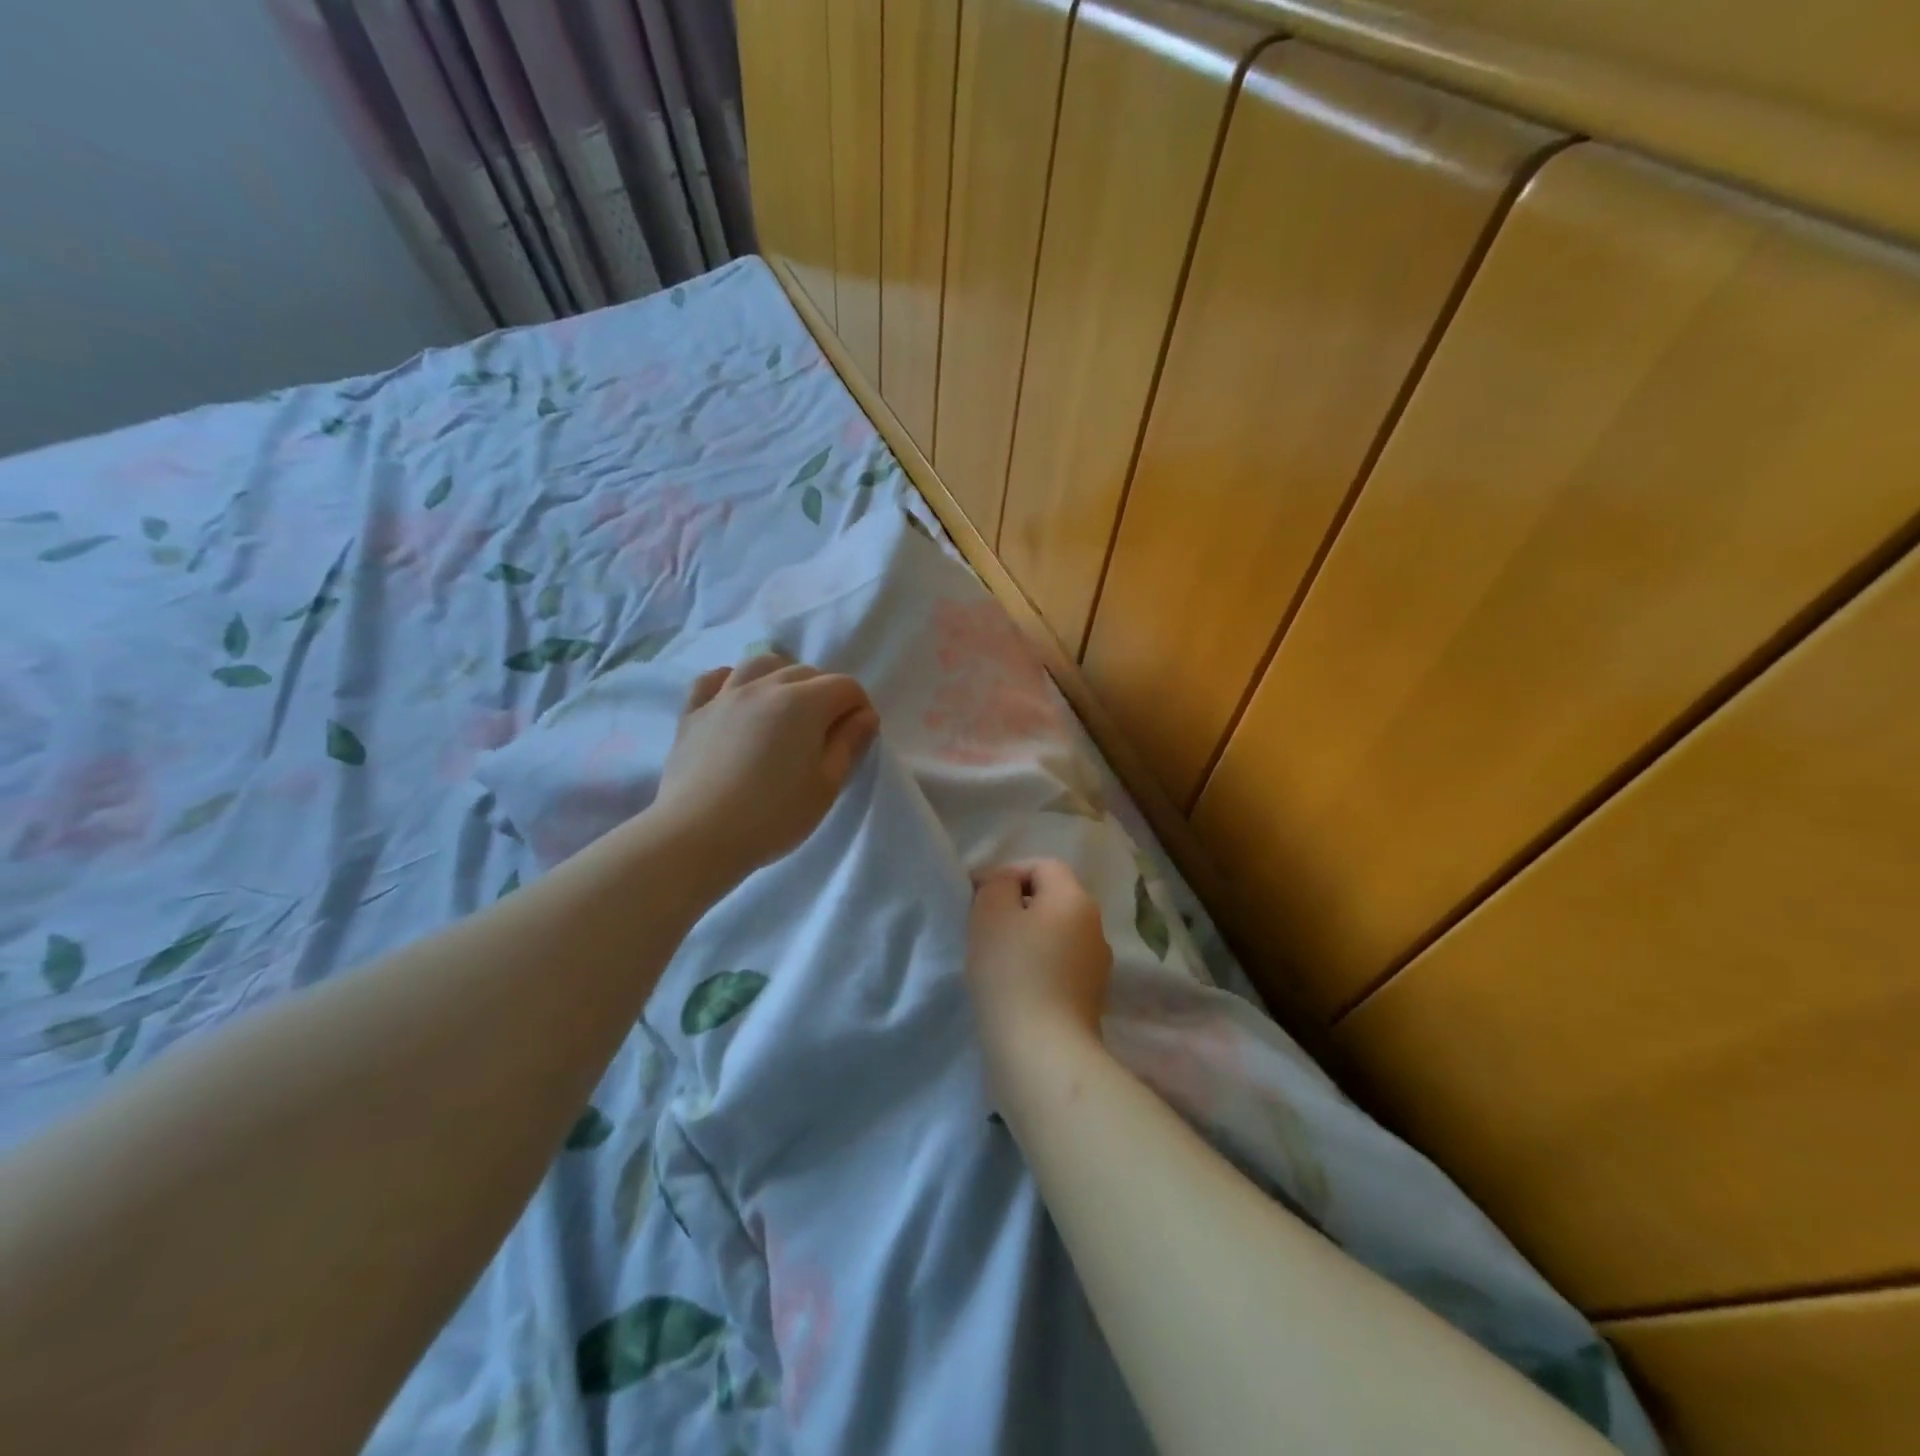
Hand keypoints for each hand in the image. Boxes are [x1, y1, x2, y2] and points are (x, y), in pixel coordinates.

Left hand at [651, 652, 879, 883]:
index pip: (845, 687)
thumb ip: (849, 745)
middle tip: (825, 733)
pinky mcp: (693, 713)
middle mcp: (765, 686)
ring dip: (781, 677)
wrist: (697, 835)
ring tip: (784, 707)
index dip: (859, 707)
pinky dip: (731, 682)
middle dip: (824, 693)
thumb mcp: (826, 786)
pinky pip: (714, 680)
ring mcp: (724, 696)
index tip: (858, 736)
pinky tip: (735, 699)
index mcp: (804, 703)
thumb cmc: (773, 816)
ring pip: (760, 665)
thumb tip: (865, 716)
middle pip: (805, 672)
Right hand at [966, 859, 1112, 1068]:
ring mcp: (1097, 967)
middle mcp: (1095, 927)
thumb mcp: (991, 913)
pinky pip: (1059, 968)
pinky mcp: (1090, 1001)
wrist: (1042, 1052)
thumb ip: (997, 885)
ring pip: (1056, 936)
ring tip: (994, 961)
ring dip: (1027, 940)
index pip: (1043, 866)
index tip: (975, 897)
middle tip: (982, 927)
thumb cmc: (1012, 972)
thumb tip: (1006, 886)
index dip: (1007, 873)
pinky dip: (1037, 969)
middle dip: (1016, 907)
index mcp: (1075, 899)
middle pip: (1052, 900)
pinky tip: (1013, 989)